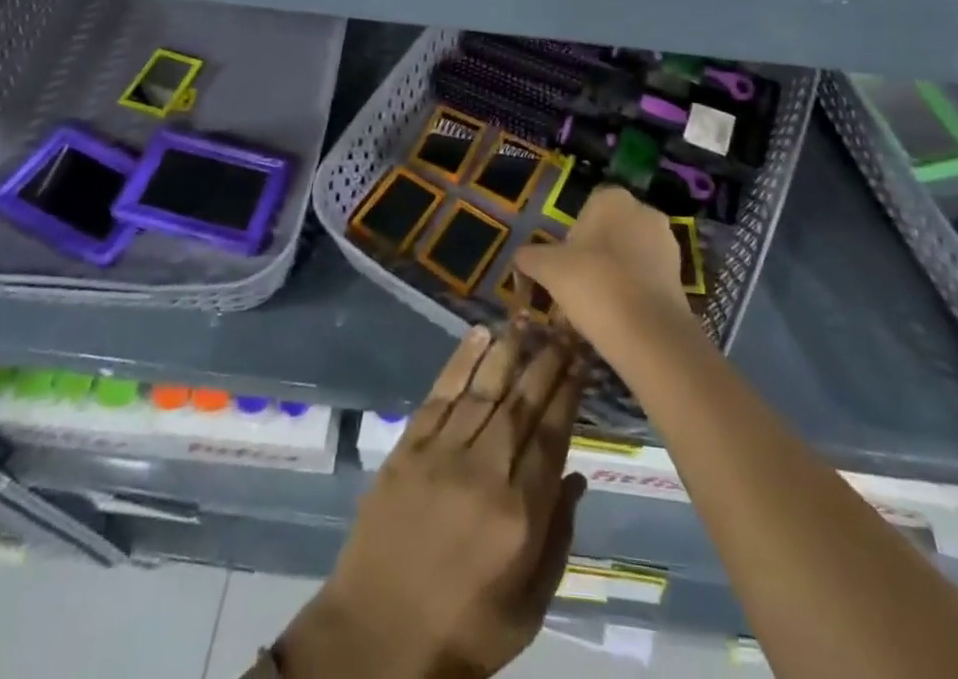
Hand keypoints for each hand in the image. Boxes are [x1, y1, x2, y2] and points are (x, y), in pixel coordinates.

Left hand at [278, 324, 588, 678]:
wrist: (375, 639)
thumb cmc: (462, 632)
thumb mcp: (527, 609)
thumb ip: (558, 540)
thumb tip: (577, 477)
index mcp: (519, 514)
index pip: (552, 435)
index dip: (568, 392)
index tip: (581, 357)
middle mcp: (484, 471)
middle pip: (521, 403)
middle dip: (546, 361)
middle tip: (562, 325)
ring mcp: (442, 454)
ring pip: (483, 389)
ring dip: (507, 350)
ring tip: (525, 318)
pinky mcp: (408, 448)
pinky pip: (440, 394)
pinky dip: (460, 361)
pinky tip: (478, 335)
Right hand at [516, 184, 695, 360]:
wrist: (646, 331)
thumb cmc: (592, 283)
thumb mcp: (548, 268)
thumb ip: (531, 257)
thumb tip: (519, 256)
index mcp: (613, 198)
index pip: (587, 208)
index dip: (574, 236)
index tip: (564, 263)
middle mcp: (644, 211)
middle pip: (610, 230)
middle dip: (596, 253)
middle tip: (578, 284)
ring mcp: (667, 243)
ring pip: (631, 254)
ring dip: (616, 272)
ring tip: (598, 305)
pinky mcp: (681, 275)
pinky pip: (647, 276)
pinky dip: (634, 290)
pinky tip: (620, 316)